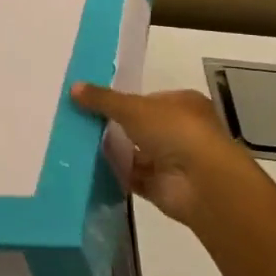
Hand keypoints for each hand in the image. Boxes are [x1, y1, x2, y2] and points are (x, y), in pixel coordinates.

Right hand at [71, 83, 263, 228]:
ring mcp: (173, 161)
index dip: (123, 101)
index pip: (149, 99)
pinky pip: (133, 177)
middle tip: (81, 122)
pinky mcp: (163, 187)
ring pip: (136, 153)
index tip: (94, 103)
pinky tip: (90, 167)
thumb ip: (103, 99)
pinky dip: (116, 173)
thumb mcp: (133, 107)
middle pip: (141, 127)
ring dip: (114, 150)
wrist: (201, 183)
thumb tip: (73, 87)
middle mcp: (181, 131)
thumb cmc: (174, 131)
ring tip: (78, 143)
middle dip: (115, 126)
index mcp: (184, 104)